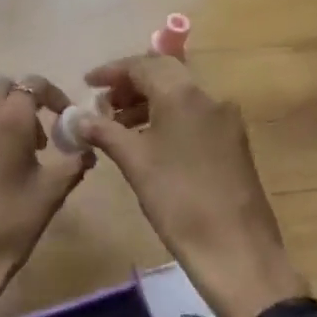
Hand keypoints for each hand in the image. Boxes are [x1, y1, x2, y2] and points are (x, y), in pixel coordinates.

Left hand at [0, 75, 90, 312]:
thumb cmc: (8, 224)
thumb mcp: (49, 195)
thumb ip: (73, 164)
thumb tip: (86, 149)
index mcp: (8, 118)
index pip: (34, 83)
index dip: (53, 95)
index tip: (64, 118)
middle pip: (1, 87)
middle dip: (22, 101)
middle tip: (36, 137)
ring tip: (10, 154)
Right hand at [75, 55, 305, 316]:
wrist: (237, 250)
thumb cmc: (178, 201)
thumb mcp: (134, 163)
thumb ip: (105, 132)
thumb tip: (79, 118)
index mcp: (183, 95)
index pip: (143, 65)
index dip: (112, 71)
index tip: (87, 84)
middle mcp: (209, 97)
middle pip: (165, 73)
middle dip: (131, 83)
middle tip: (103, 103)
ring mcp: (225, 119)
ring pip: (181, 94)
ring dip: (148, 101)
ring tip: (119, 125)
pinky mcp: (233, 141)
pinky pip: (194, 114)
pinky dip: (167, 116)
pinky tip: (148, 141)